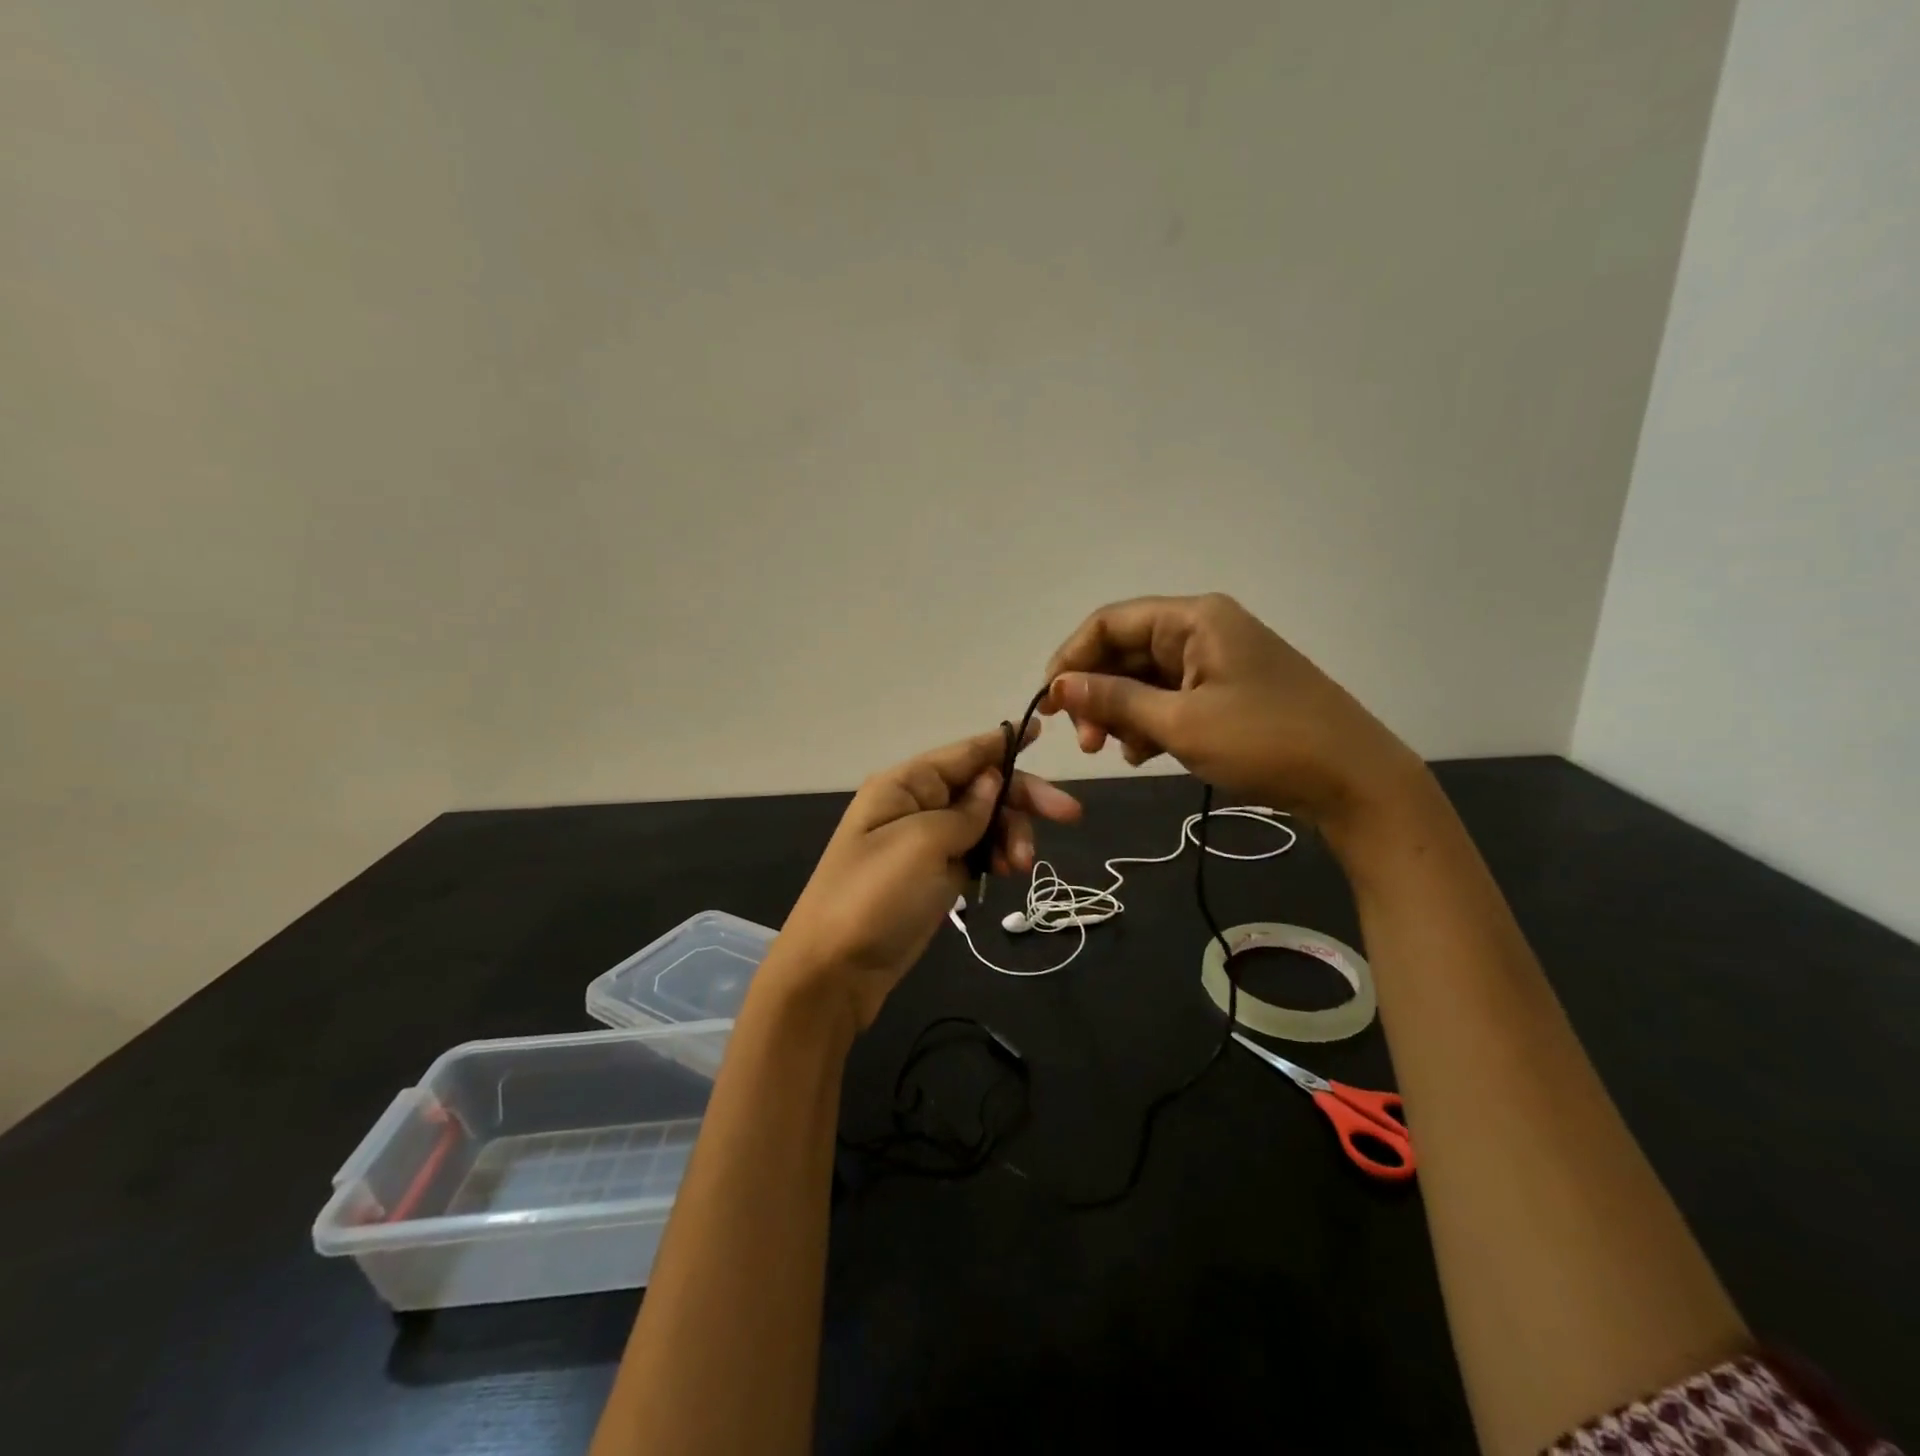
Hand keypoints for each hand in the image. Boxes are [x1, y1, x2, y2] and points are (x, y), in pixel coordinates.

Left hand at [773, 725, 1081, 1027]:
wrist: (835, 970)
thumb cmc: (874, 896)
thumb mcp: (922, 843)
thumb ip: (965, 811)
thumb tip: (991, 782)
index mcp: (905, 785)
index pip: (964, 753)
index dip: (1003, 742)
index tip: (1043, 730)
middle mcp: (916, 805)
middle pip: (981, 788)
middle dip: (1023, 799)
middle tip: (1070, 815)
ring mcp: (925, 843)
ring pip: (985, 823)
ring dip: (1011, 836)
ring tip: (1023, 867)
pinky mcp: (934, 876)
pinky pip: (976, 853)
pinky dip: (997, 858)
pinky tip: (1010, 872)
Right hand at [1042, 593, 1421, 829]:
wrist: (1354, 782)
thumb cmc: (1265, 741)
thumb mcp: (1180, 723)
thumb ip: (1114, 700)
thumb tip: (1058, 686)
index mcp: (1194, 619)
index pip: (1109, 622)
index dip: (1071, 658)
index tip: (1049, 703)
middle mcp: (1203, 630)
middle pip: (1126, 651)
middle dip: (1097, 694)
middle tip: (1085, 743)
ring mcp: (1217, 663)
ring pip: (1145, 679)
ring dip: (1121, 713)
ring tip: (1115, 753)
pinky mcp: (1227, 694)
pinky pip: (1170, 699)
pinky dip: (1149, 724)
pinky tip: (1142, 754)